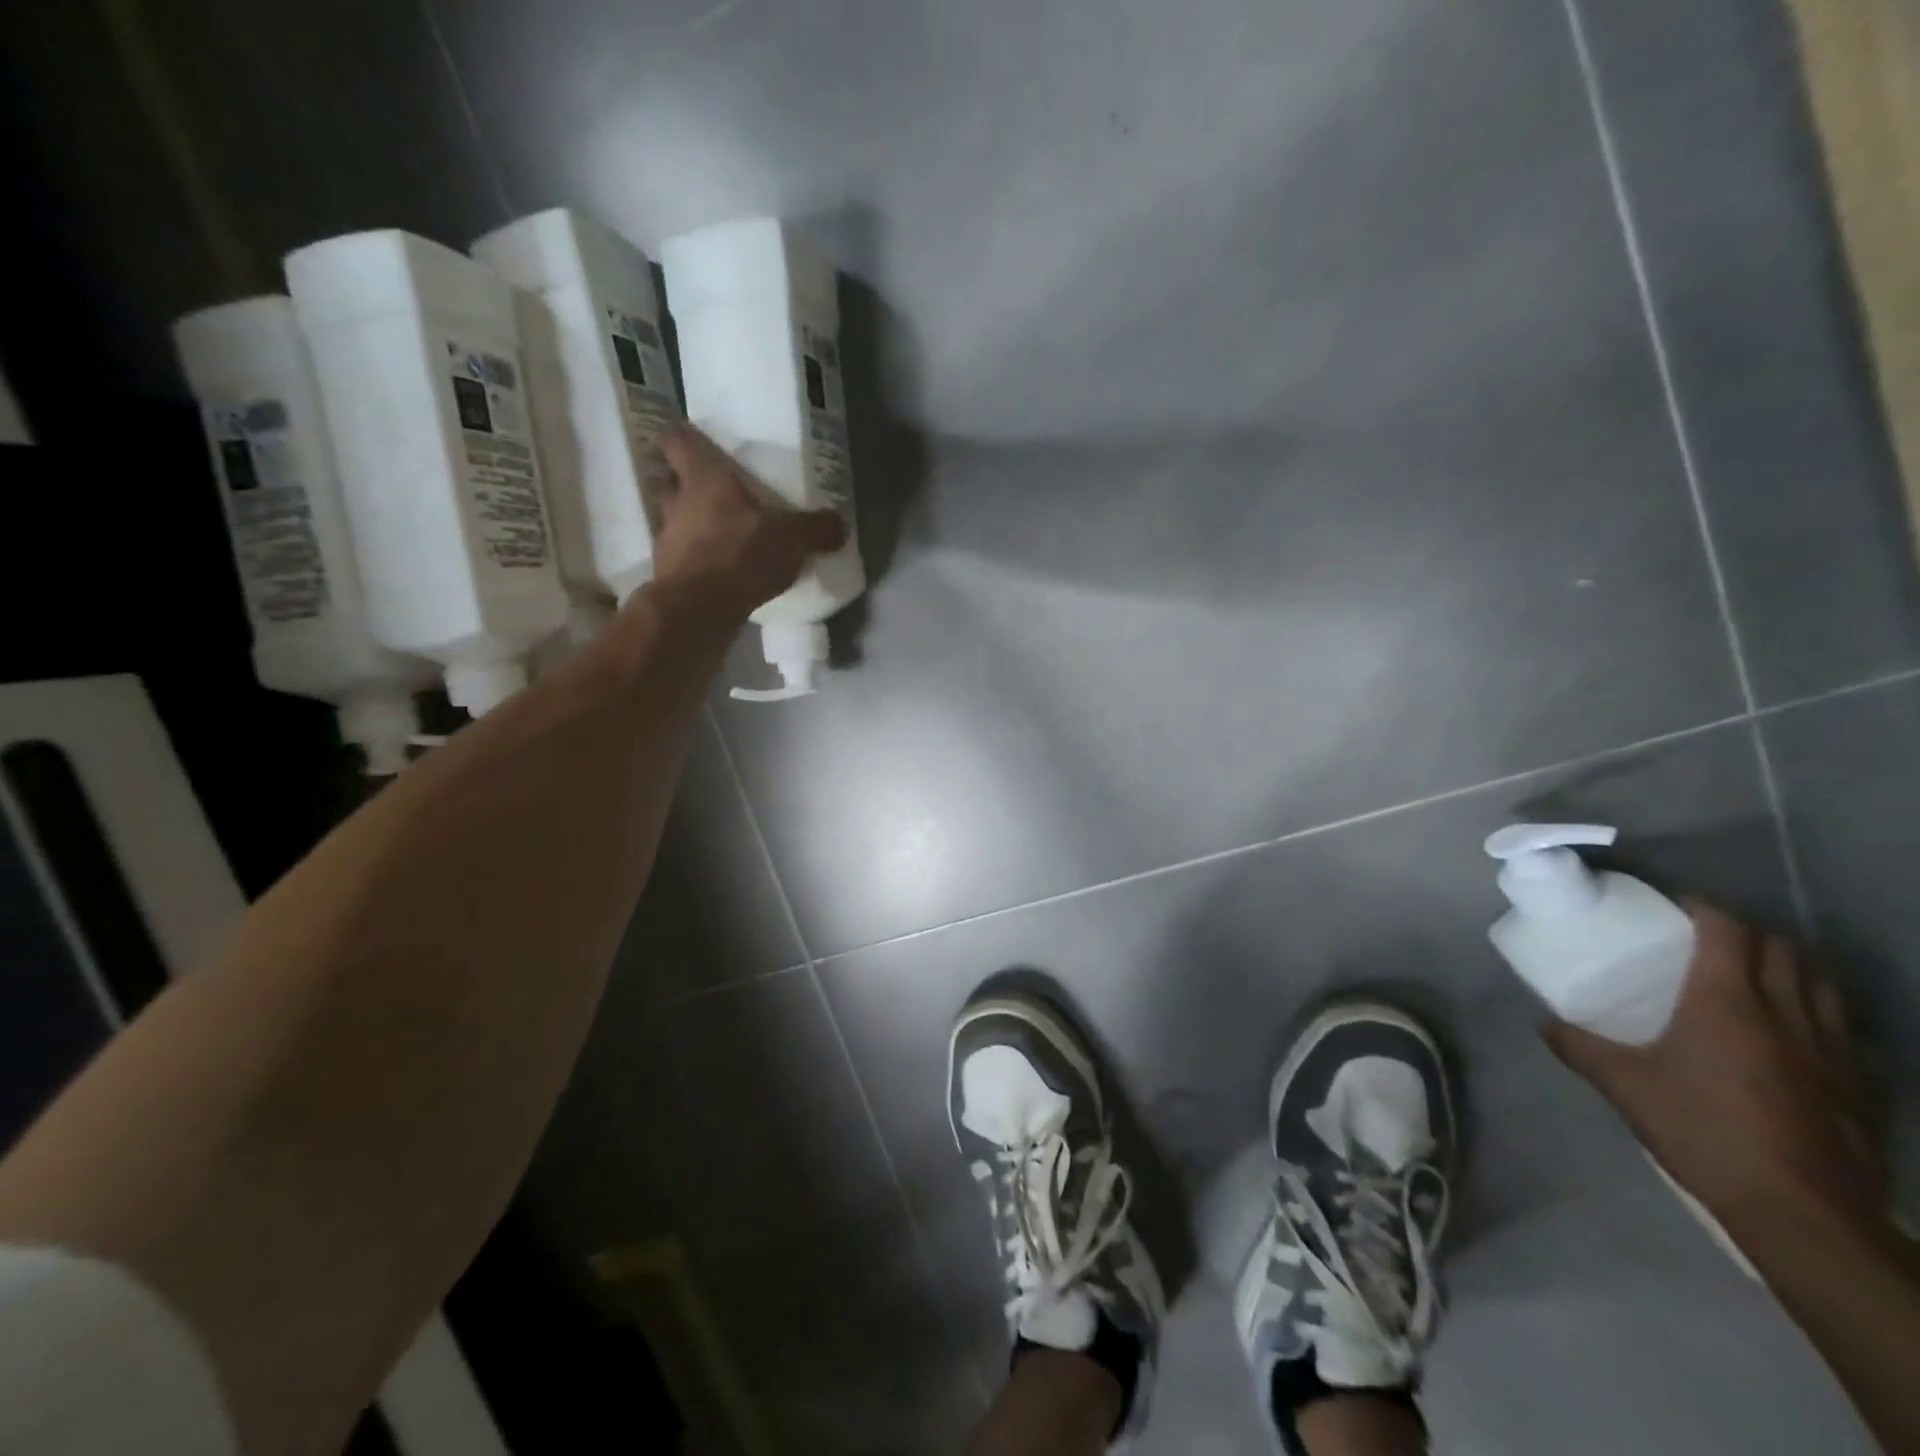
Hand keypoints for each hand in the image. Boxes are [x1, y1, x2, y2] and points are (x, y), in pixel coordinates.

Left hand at [647, 426, 847, 624]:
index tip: (703, 446)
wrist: (698, 609)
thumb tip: (841, 524)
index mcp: (702, 477)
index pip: (677, 439)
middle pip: (672, 482)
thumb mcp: (792, 539)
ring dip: (695, 527)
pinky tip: (723, 574)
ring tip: (725, 539)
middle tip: (720, 495)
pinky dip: (699, 563)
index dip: (687, 439)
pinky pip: (683, 559)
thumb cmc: (741, 553)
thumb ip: (816, 529)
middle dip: (691, 487)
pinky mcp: (667, 575)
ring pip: (676, 521)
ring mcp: (667, 539)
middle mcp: (676, 501)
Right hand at [1545, 903, 1886, 1238]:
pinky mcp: (1859, 1087)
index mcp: (1727, 1003)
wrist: (1800, 1213)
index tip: (1678, 906)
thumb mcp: (1623, 1086)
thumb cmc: (1702, 1131)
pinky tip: (1801, 1035)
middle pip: (1784, 951)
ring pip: (1825, 986)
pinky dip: (1823, 1015)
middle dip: (1752, 935)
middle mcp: (1786, 1015)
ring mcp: (1833, 1052)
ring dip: (1794, 969)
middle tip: (1715, 941)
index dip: (1704, 909)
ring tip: (1762, 976)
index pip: (1728, 931)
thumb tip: (1543, 1023)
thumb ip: (1579, 1047)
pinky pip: (1846, 1031)